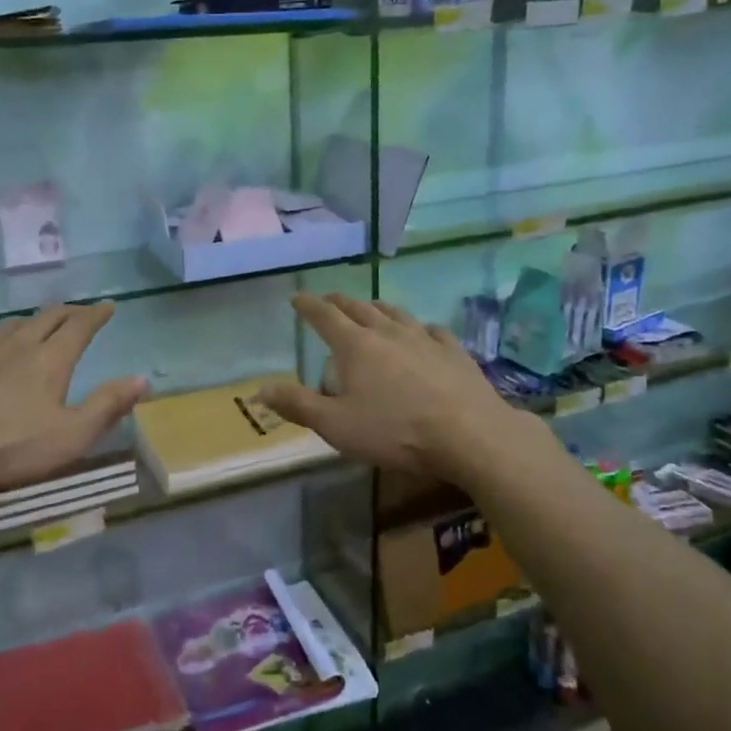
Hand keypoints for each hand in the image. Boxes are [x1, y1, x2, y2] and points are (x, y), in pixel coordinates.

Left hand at [0, 302, 147, 496]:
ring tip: (36, 326)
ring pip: (8, 326)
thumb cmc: (10, 450)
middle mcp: (15, 345)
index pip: (79, 326)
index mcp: (49, 359)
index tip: (108, 306)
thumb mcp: (71, 436)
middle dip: (67, 312)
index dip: (96, 314)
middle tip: (79, 313)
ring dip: (29, 322)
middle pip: (46, 318)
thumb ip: (108, 405)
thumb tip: (142, 378)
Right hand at [257, 294, 525, 478]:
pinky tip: (424, 332)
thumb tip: (260, 390)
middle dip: (339, 302)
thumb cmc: (395, 431)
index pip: (323, 316)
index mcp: (355, 346)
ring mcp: (424, 338)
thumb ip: (298, 405)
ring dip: (377, 307)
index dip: (307, 305)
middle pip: (358, 307)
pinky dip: (420, 328)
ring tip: (370, 307)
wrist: (470, 434)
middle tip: (329, 299)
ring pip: (395, 313)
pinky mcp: (454, 351)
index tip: (296, 296)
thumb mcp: (336, 425)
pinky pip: (432, 330)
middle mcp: (387, 332)